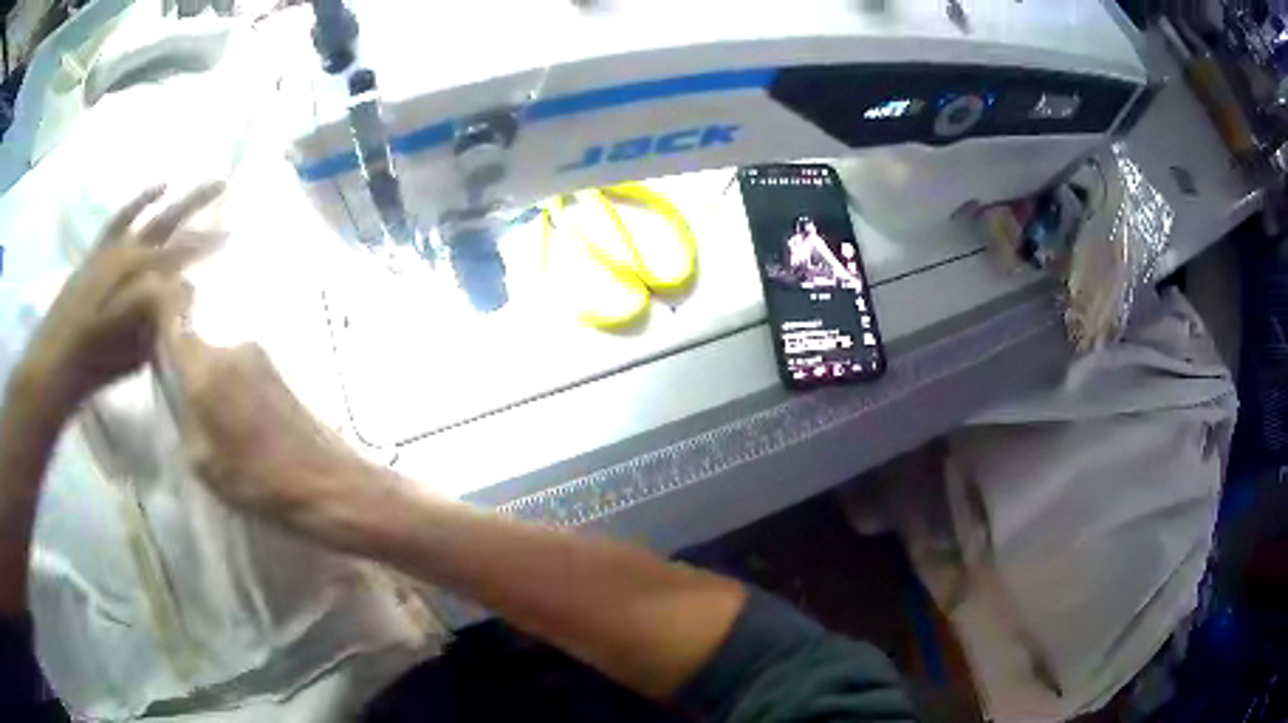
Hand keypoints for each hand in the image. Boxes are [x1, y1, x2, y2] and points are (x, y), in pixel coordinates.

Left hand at [10, 183, 224, 421]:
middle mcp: (127, 253)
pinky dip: (139, 201)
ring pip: (148, 219)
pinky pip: (121, 219)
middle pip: (167, 222)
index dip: (206, 243)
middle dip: (196, 203)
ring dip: (173, 202)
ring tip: (194, 188)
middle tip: (222, 184)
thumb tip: (187, 286)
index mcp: (137, 277)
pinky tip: (156, 189)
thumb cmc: (95, 363)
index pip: (180, 253)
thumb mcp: (131, 348)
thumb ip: (160, 312)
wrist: (55, 363)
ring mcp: (111, 251)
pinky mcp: (97, 255)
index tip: (232, 234)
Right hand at [158, 306, 381, 538]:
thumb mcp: (203, 461)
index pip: (174, 314)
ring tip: (212, 409)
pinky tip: (238, 412)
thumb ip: (184, 413)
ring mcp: (260, 354)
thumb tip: (178, 386)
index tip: (146, 305)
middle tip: (176, 382)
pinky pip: (241, 364)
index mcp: (206, 366)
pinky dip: (231, 379)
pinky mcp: (281, 367)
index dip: (159, 305)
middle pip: (198, 335)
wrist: (325, 483)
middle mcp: (233, 345)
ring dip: (211, 371)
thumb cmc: (257, 482)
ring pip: (220, 351)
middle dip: (184, 352)